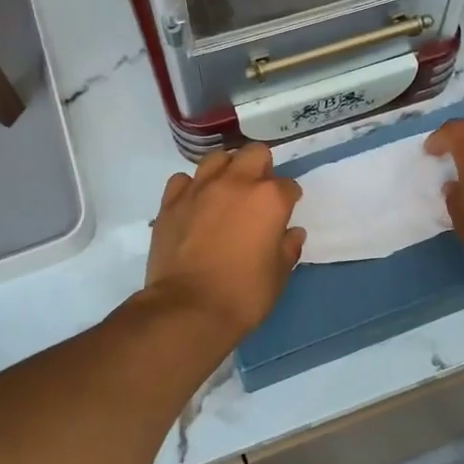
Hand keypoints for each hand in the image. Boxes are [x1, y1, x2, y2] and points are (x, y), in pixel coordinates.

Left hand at [145, 144, 304, 339]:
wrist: (188, 309)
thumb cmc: (244, 295)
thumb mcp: (279, 275)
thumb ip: (288, 248)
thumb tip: (292, 233)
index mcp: (269, 199)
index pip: (288, 186)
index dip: (289, 199)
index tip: (284, 214)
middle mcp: (236, 183)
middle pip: (255, 154)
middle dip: (261, 168)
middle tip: (258, 194)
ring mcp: (200, 189)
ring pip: (217, 159)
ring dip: (226, 170)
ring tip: (226, 192)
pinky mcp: (171, 202)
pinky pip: (183, 180)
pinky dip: (192, 188)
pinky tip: (195, 205)